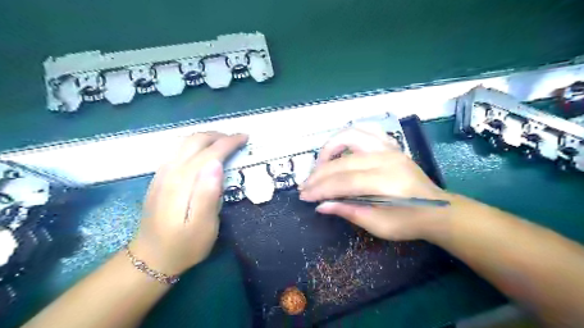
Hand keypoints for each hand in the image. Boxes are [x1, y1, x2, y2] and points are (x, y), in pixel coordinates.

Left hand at [128, 131, 247, 274]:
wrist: (150, 258)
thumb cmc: (184, 245)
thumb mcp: (203, 226)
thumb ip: (209, 194)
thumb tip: (217, 164)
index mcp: (183, 182)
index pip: (210, 152)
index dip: (229, 142)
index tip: (245, 138)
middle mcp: (170, 171)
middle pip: (195, 141)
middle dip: (219, 135)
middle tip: (237, 139)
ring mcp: (162, 173)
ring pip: (184, 142)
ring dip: (206, 137)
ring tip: (224, 141)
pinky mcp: (159, 178)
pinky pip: (177, 150)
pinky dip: (194, 144)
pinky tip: (203, 152)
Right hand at [299, 128, 447, 240]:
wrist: (436, 210)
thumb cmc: (409, 222)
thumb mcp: (379, 226)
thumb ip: (348, 212)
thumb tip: (321, 206)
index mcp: (386, 182)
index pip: (344, 181)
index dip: (321, 189)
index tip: (304, 196)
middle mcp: (386, 158)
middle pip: (343, 161)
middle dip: (319, 174)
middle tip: (305, 186)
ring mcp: (389, 148)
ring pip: (351, 135)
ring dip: (329, 148)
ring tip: (319, 165)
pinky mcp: (390, 145)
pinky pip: (365, 131)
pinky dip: (348, 136)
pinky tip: (339, 149)